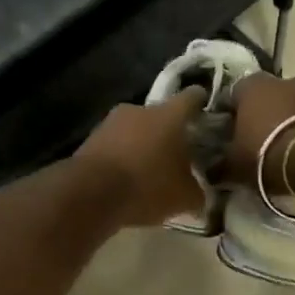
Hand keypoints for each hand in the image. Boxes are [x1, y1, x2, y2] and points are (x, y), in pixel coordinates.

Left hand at [75, 88, 207, 227]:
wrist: (91, 193)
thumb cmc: (147, 186)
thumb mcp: (184, 197)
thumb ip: (197, 192)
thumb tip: (199, 195)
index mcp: (169, 115)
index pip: (191, 98)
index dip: (199, 102)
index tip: (204, 109)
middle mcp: (139, 110)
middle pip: (160, 116)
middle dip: (168, 133)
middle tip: (177, 154)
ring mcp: (111, 122)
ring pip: (135, 130)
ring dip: (142, 146)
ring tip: (148, 171)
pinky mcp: (90, 139)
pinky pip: (115, 146)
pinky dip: (122, 157)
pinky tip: (125, 179)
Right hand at [222, 73, 294, 193]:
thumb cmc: (266, 155)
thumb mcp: (234, 166)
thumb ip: (219, 164)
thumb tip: (209, 170)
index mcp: (250, 86)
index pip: (232, 95)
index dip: (230, 115)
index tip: (229, 134)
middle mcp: (281, 79)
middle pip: (265, 96)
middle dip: (262, 113)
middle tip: (258, 139)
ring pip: (292, 102)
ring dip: (287, 118)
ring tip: (285, 145)